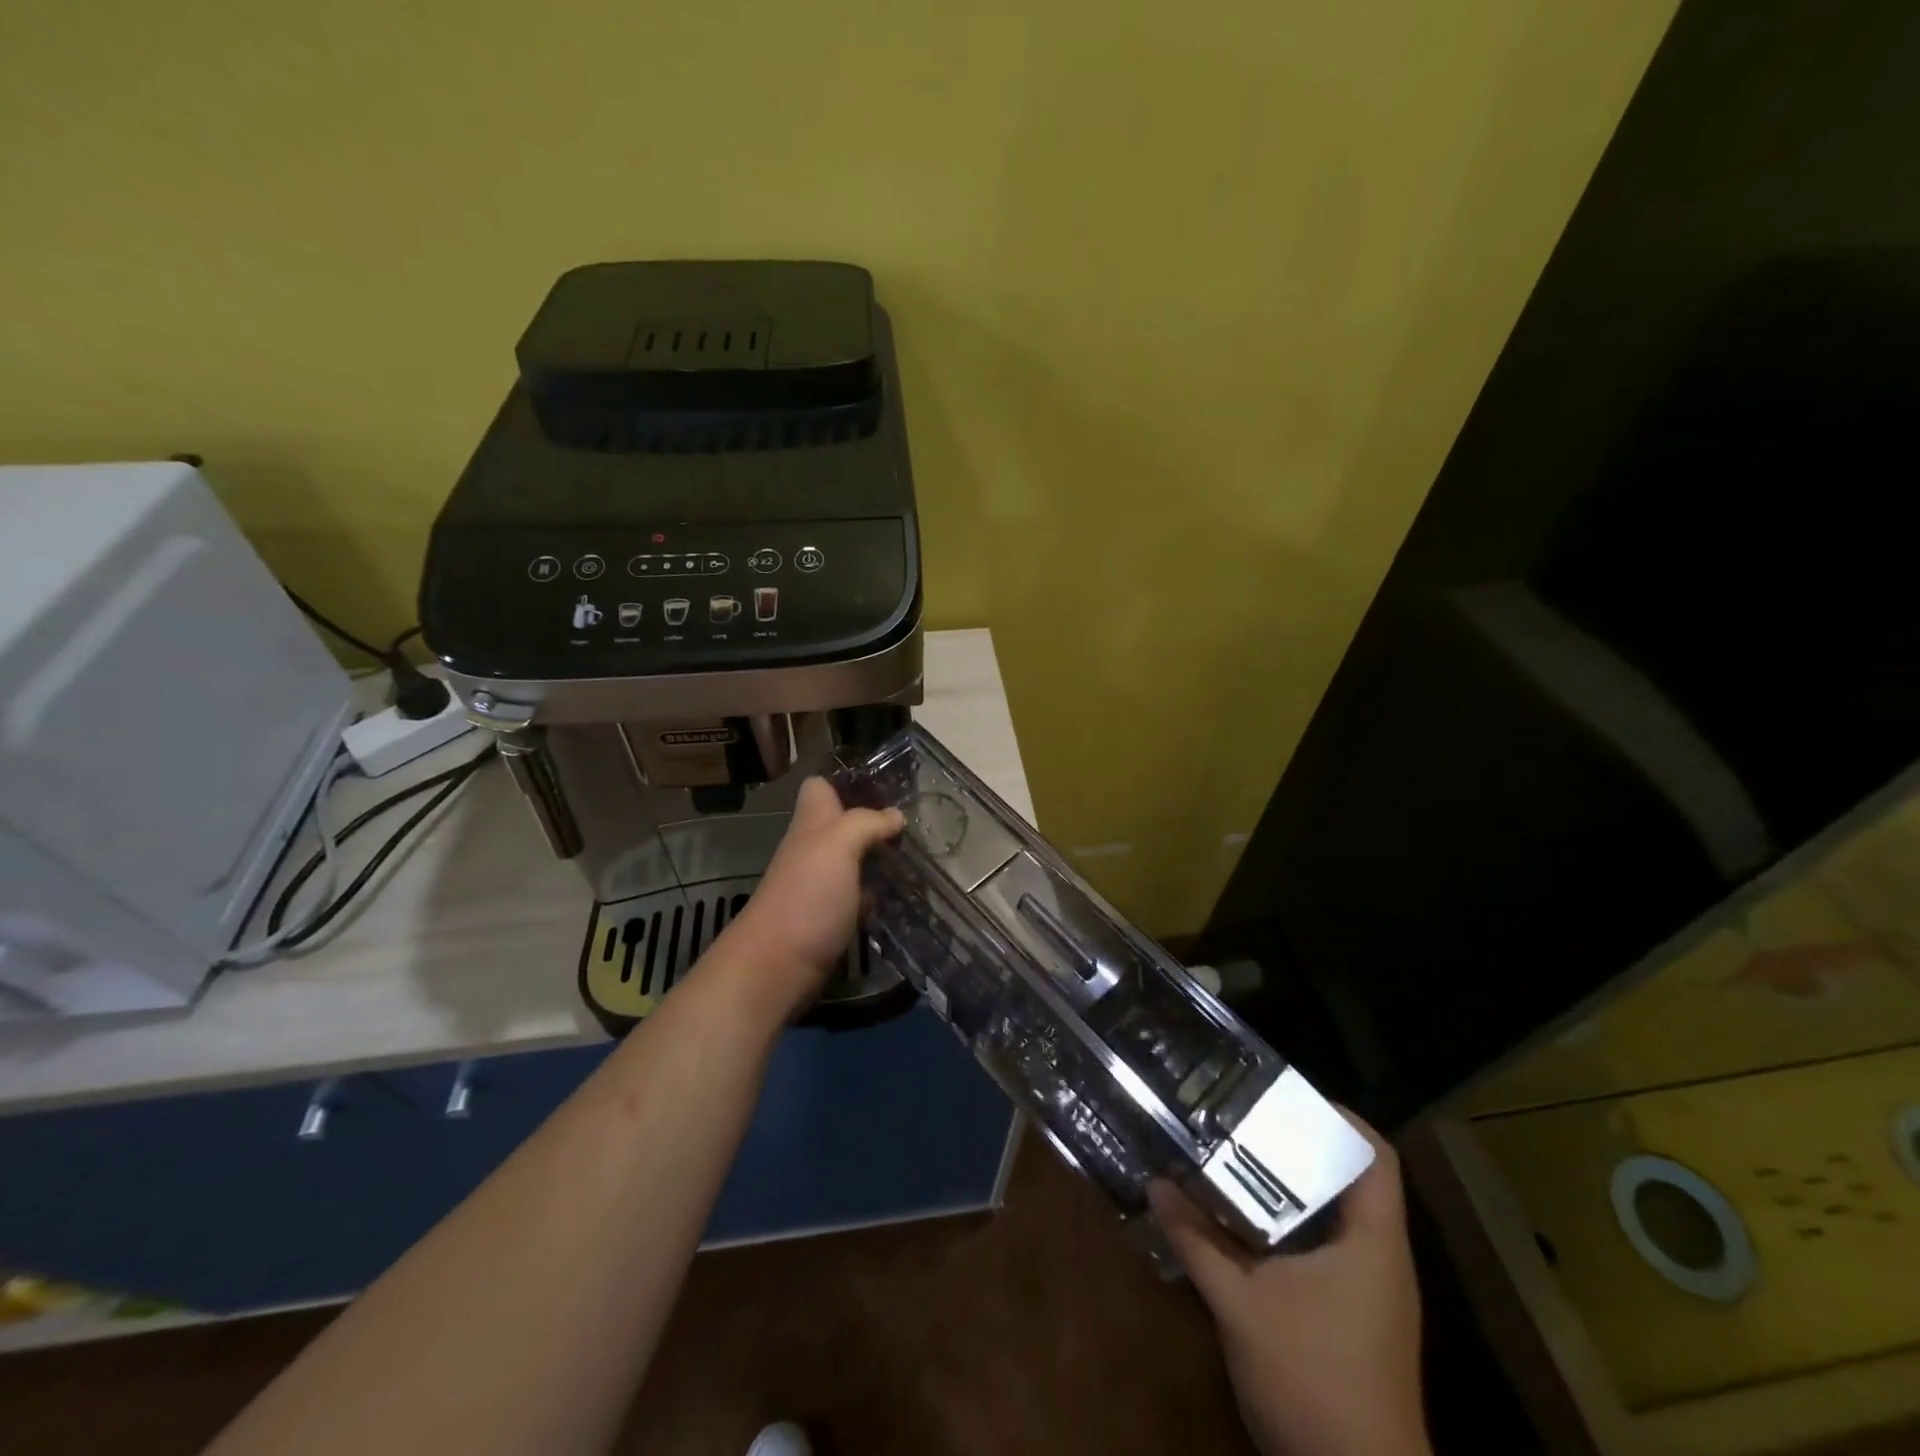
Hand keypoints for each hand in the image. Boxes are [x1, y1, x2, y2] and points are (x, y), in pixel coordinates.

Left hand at [708, 777, 904, 1017]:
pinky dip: (876, 893)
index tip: (885, 782)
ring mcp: (820, 886)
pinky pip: (857, 895)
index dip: (846, 780)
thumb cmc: (806, 896)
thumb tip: (896, 815)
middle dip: (874, 820)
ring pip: (852, 860)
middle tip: (915, 821)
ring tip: (918, 854)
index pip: (820, 787)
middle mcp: (813, 850)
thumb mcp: (837, 845)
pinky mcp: (829, 919)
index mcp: (811, 824)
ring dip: (878, 857)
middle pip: (841, 824)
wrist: (776, 967)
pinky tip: (901, 894)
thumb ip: (866, 823)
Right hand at [1149, 1114, 1429, 1455]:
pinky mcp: (1354, 1316)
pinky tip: (1244, 1223)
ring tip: (1236, 1157)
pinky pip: (1325, 1248)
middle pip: (1348, 1178)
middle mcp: (1381, 1258)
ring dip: (1290, 1187)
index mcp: (1373, 1242)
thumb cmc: (1312, 1380)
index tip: (1283, 1095)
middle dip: (1298, 1145)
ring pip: (1334, 1215)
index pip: (1374, 1156)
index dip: (1337, 1116)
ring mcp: (1371, 1291)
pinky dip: (1288, 1226)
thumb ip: (1197, 1240)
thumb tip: (1156, 1184)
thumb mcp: (1241, 1303)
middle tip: (1243, 1120)